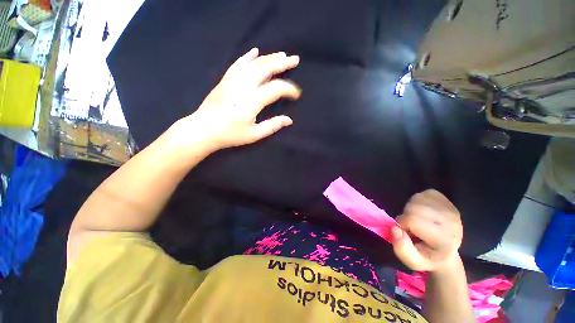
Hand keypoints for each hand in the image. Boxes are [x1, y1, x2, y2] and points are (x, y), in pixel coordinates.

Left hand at [180, 48, 300, 151]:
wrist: (203, 129)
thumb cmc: (230, 134)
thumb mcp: (254, 134)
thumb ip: (272, 126)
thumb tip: (289, 120)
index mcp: (252, 101)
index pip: (276, 89)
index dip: (289, 89)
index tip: (296, 94)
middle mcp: (244, 86)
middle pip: (266, 68)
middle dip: (282, 63)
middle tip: (295, 59)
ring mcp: (233, 80)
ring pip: (254, 64)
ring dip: (269, 58)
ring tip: (281, 55)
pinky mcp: (225, 80)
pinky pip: (238, 64)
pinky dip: (248, 56)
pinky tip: (255, 51)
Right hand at [390, 190, 462, 271]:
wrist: (445, 252)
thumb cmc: (426, 257)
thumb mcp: (412, 261)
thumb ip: (402, 249)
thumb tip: (394, 228)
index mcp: (444, 241)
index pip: (413, 219)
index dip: (402, 224)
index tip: (405, 233)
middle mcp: (452, 223)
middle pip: (414, 207)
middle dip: (405, 216)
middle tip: (410, 227)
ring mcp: (451, 210)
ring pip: (417, 199)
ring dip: (410, 208)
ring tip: (416, 220)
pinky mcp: (449, 202)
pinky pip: (425, 193)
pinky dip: (418, 201)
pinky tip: (422, 211)